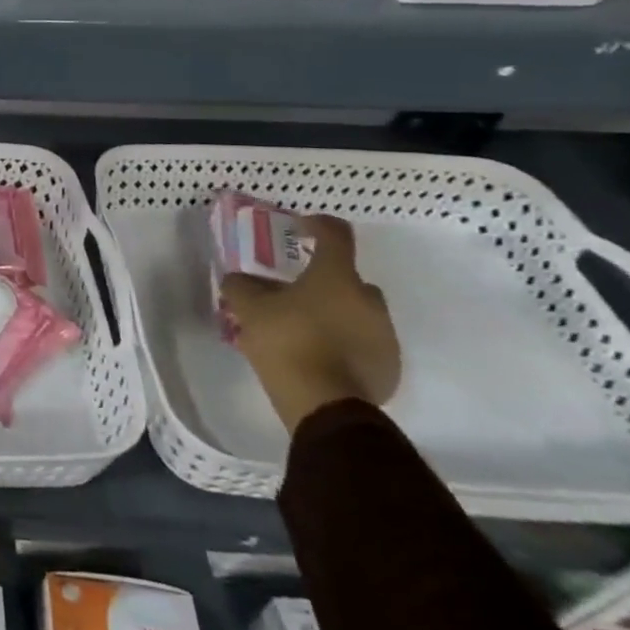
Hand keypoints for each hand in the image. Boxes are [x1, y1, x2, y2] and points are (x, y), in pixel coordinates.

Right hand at [221, 214, 400, 433]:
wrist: (325, 404)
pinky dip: (343, 344)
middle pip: (346, 278)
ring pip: (356, 312)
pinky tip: (317, 357)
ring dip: (333, 314)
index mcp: (337, 277)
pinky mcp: (388, 366)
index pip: (335, 234)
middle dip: (322, 282)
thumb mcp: (248, 308)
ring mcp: (384, 334)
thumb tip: (240, 279)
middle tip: (292, 294)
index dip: (316, 224)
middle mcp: (368, 299)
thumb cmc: (287, 341)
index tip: (299, 227)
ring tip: (301, 331)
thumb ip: (241, 286)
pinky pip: (363, 343)